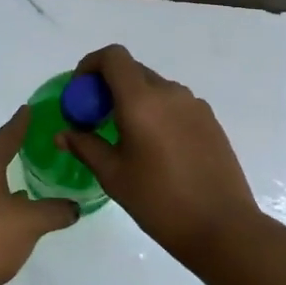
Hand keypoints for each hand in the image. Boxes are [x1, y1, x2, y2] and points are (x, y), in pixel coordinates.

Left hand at [0, 105, 78, 284]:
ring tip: (23, 196)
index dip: (18, 125)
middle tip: (28, 155)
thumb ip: (53, 212)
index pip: (4, 140)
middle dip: (8, 161)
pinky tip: (5, 232)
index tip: (27, 109)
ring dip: (1, 193)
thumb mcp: (29, 223)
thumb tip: (74, 206)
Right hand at [59, 45, 262, 260]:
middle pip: (133, 71)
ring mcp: (194, 105)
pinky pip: (175, 104)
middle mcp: (170, 93)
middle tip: (97, 120)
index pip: (113, 57)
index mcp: (142, 101)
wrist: (222, 227)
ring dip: (135, 100)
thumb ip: (86, 146)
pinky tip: (157, 149)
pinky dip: (157, 112)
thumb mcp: (114, 176)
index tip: (80, 92)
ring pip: (155, 88)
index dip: (91, 64)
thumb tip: (63, 134)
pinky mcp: (210, 120)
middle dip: (109, 87)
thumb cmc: (159, 202)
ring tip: (127, 138)